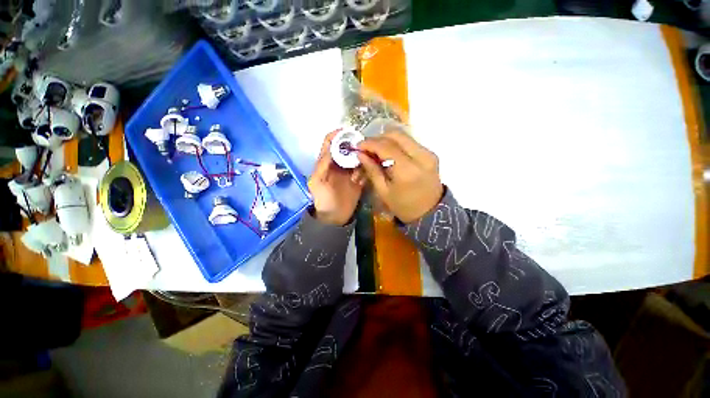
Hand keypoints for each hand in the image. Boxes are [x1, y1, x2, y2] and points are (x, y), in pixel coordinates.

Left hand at [308, 130, 365, 224]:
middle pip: (347, 148)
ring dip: (360, 162)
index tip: (349, 132)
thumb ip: (322, 164)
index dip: (337, 135)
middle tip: (362, 150)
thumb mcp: (317, 182)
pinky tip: (360, 182)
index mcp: (326, 162)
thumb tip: (331, 147)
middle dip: (354, 147)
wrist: (334, 218)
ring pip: (357, 158)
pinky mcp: (358, 179)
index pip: (330, 143)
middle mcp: (338, 164)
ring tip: (358, 174)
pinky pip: (364, 170)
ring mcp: (349, 171)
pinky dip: (364, 172)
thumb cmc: (322, 200)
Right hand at [357, 131, 442, 222]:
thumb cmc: (403, 206)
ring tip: (376, 152)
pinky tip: (388, 155)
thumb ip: (372, 170)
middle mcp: (420, 156)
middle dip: (378, 139)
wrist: (430, 213)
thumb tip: (360, 154)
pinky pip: (409, 142)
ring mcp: (428, 153)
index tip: (358, 146)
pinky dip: (396, 144)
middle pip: (396, 135)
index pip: (385, 147)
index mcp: (407, 170)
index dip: (369, 144)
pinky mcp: (430, 154)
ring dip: (387, 140)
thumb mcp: (383, 191)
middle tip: (367, 149)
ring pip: (403, 136)